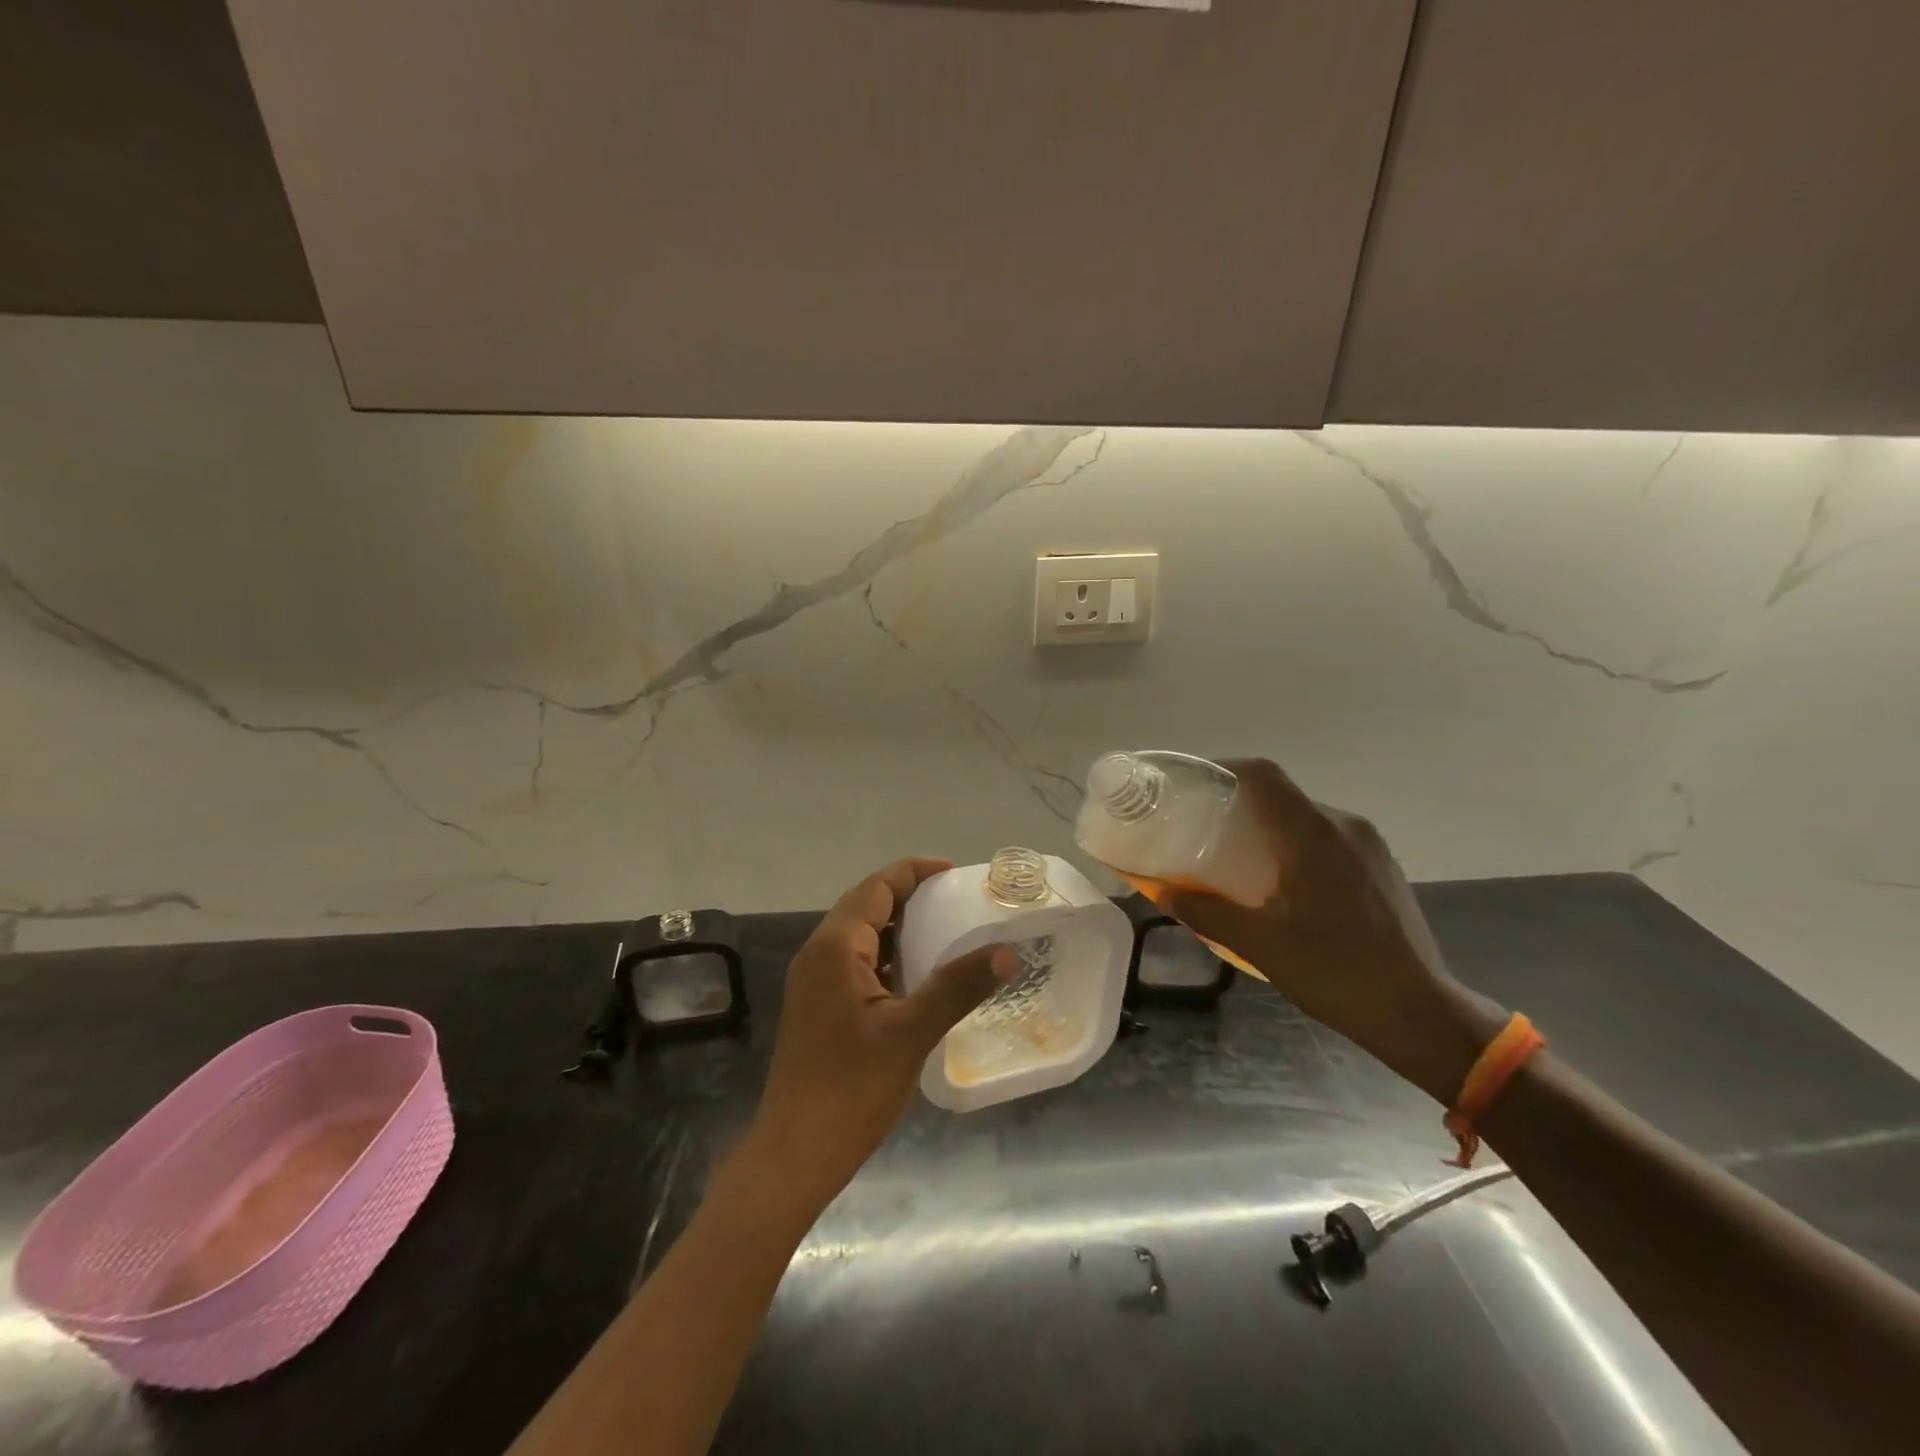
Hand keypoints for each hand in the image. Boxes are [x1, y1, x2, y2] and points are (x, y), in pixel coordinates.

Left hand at [741, 858, 1014, 1210]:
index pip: (876, 887)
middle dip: (908, 895)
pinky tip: (915, 977)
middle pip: (865, 904)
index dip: (914, 872)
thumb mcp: (911, 1033)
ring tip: (943, 932)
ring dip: (897, 926)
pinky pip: (854, 962)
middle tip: (955, 901)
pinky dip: (885, 955)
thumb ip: (957, 987)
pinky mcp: (817, 1006)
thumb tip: (1005, 952)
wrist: (794, 1155)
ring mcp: (813, 982)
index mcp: (835, 947)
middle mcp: (818, 954)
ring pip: (859, 934)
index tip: (955, 874)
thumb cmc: (851, 1089)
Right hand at [1164, 760, 1503, 1103]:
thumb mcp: (1259, 944)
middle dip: (1237, 804)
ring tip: (1234, 858)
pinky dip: (1293, 845)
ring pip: (1304, 817)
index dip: (1221, 769)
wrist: (1421, 1014)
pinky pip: (1326, 838)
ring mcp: (1369, 846)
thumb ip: (1206, 911)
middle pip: (1281, 795)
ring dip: (1266, 828)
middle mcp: (1344, 826)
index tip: (1188, 785)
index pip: (1262, 775)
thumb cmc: (1335, 972)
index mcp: (1313, 834)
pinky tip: (1279, 883)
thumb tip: (1163, 891)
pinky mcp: (1380, 867)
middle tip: (1201, 829)